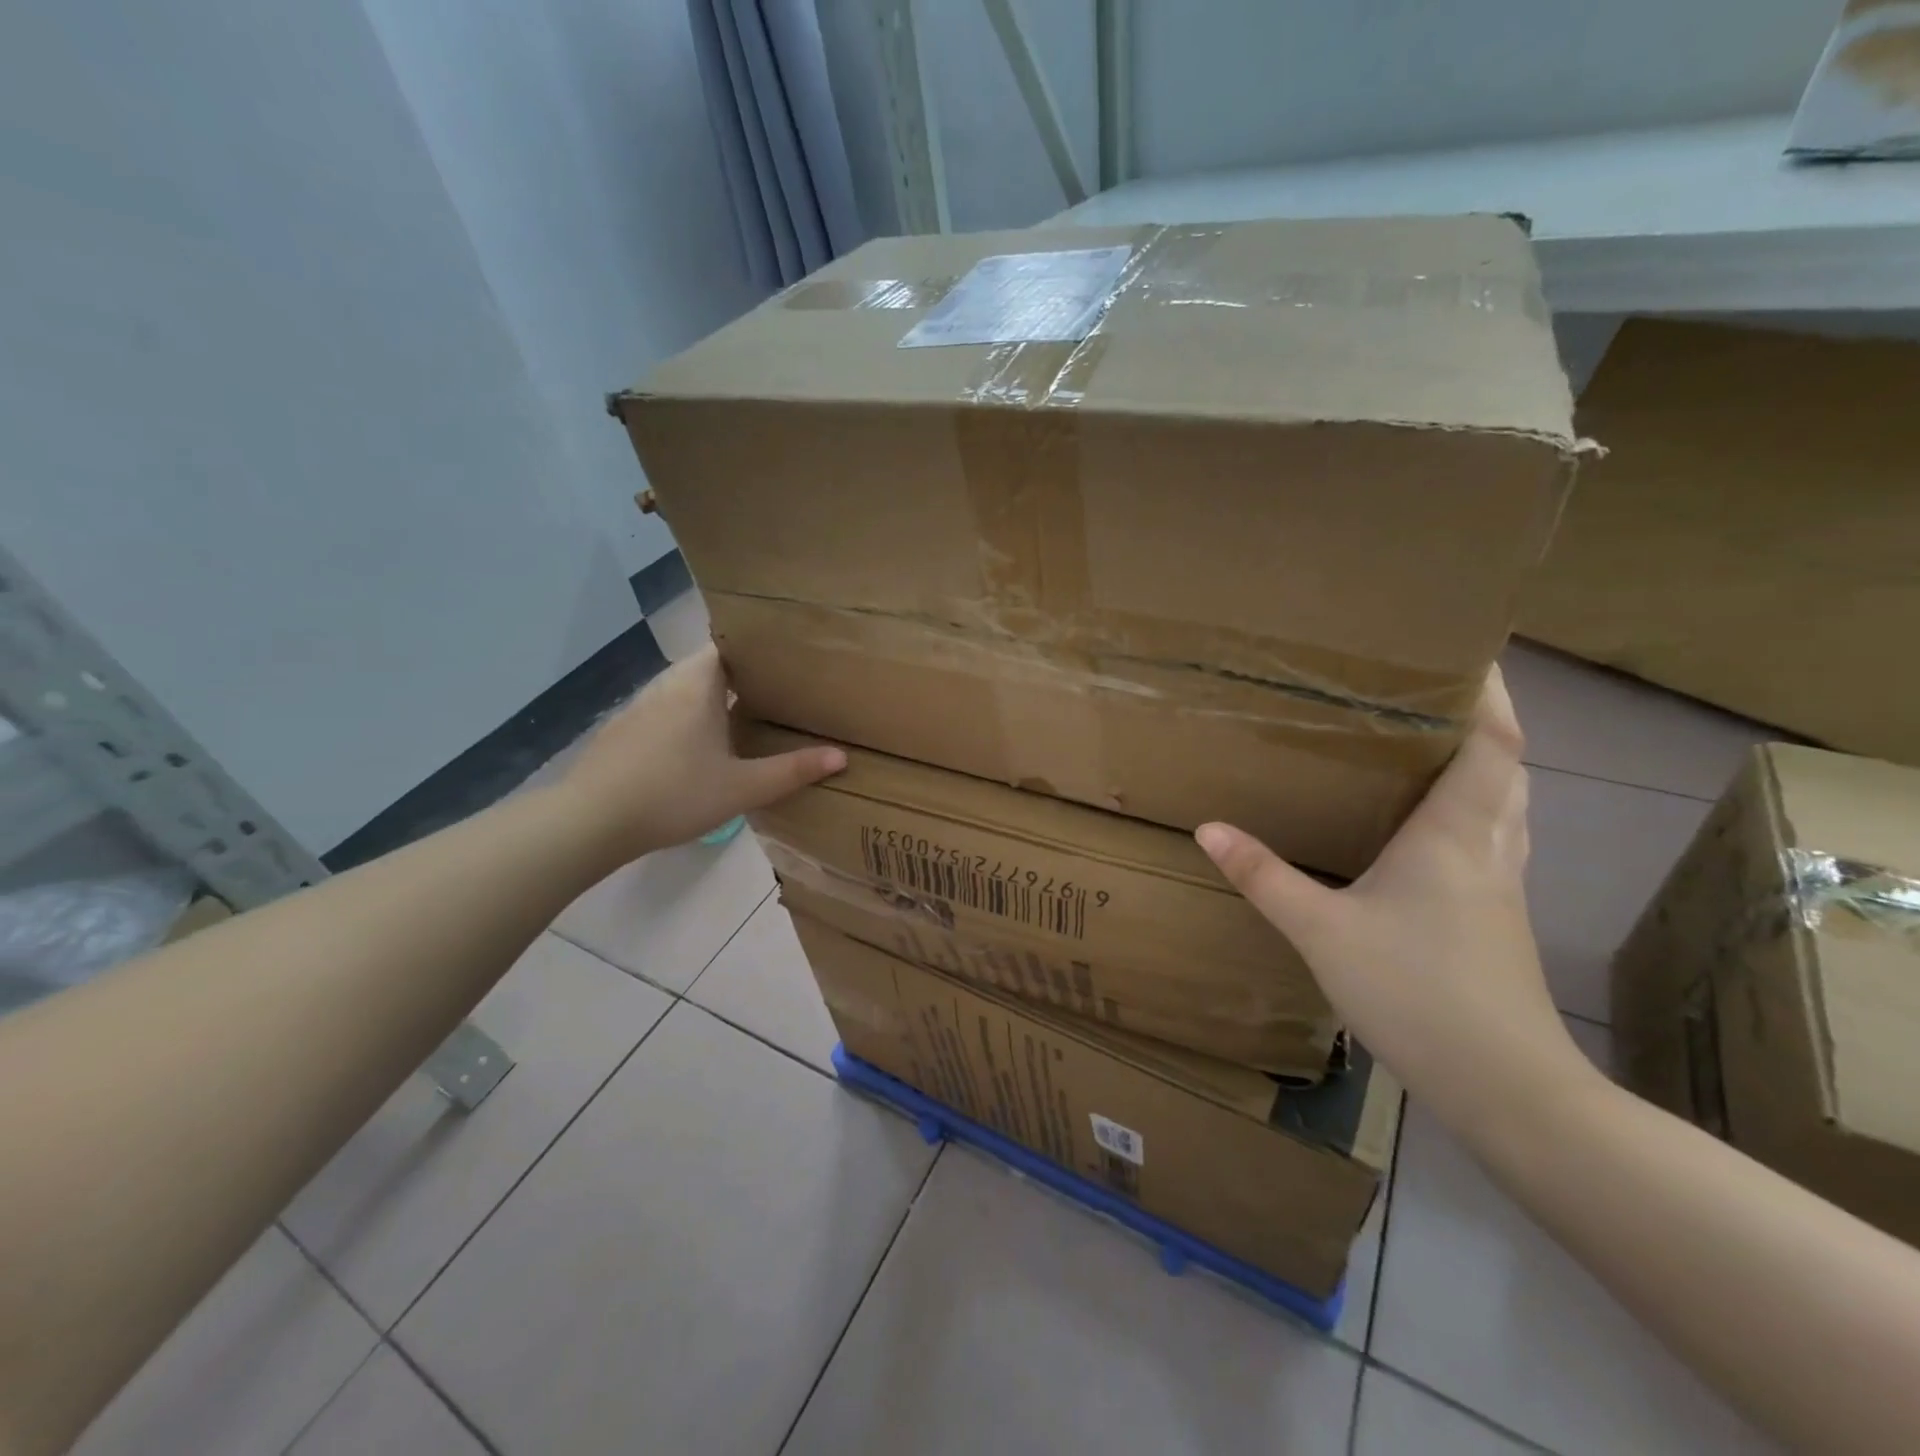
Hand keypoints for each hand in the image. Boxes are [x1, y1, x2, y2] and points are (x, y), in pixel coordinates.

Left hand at [556, 644, 844, 864]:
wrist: (590, 821)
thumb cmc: (673, 795)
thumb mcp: (741, 788)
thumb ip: (792, 771)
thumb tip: (841, 756)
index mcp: (697, 686)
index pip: (728, 646)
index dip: (755, 650)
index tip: (784, 661)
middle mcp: (666, 686)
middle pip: (705, 666)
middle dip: (737, 676)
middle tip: (774, 692)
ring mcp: (638, 708)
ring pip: (681, 690)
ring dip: (707, 698)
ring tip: (740, 716)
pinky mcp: (620, 731)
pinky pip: (662, 711)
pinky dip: (683, 718)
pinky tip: (693, 748)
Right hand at [1196, 666, 1594, 1132]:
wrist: (1506, 1087)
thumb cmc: (1416, 992)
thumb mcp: (1321, 930)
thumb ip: (1263, 876)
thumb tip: (1208, 827)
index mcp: (1456, 834)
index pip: (1494, 744)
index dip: (1489, 695)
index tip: (1467, 656)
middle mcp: (1490, 849)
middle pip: (1508, 767)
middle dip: (1482, 723)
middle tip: (1431, 697)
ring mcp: (1502, 887)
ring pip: (1508, 806)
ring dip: (1484, 768)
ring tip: (1433, 748)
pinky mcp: (1498, 919)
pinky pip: (1495, 841)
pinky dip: (1476, 813)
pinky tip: (1433, 832)